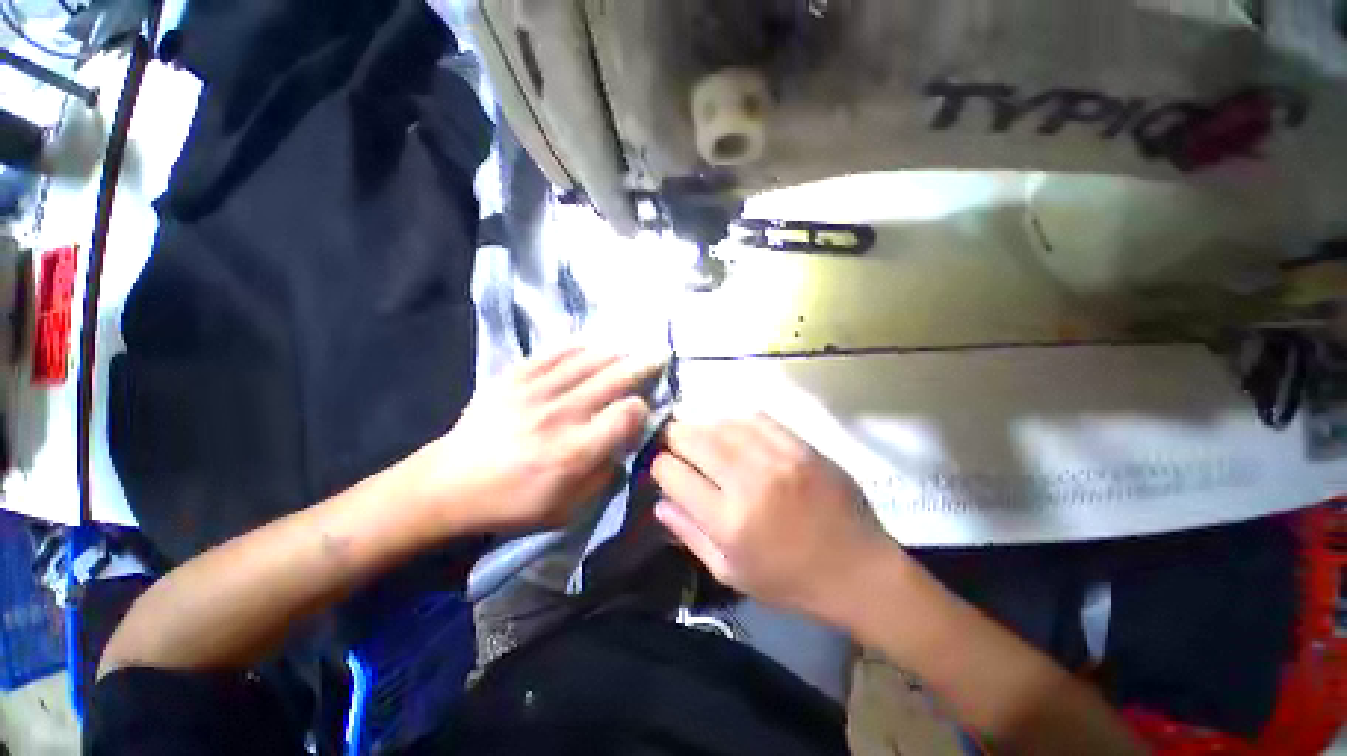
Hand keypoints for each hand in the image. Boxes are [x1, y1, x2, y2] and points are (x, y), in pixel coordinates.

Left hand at [423, 346, 663, 530]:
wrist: (449, 483)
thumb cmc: (512, 502)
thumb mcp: (566, 510)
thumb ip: (603, 476)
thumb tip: (624, 444)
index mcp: (574, 451)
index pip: (625, 415)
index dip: (641, 409)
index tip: (641, 412)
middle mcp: (559, 415)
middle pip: (613, 380)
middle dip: (642, 366)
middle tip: (659, 356)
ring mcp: (535, 391)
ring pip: (587, 361)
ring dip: (615, 353)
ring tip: (631, 349)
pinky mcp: (513, 377)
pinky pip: (553, 353)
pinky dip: (578, 346)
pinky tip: (592, 344)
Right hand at [651, 415, 895, 619]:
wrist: (858, 570)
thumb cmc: (790, 581)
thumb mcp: (731, 573)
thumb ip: (690, 534)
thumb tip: (659, 502)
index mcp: (727, 521)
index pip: (672, 474)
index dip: (659, 467)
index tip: (662, 469)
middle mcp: (748, 482)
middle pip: (693, 439)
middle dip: (674, 437)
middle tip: (672, 440)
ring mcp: (777, 459)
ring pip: (722, 424)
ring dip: (702, 426)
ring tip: (698, 433)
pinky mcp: (801, 446)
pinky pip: (756, 419)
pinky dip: (736, 420)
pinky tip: (732, 429)